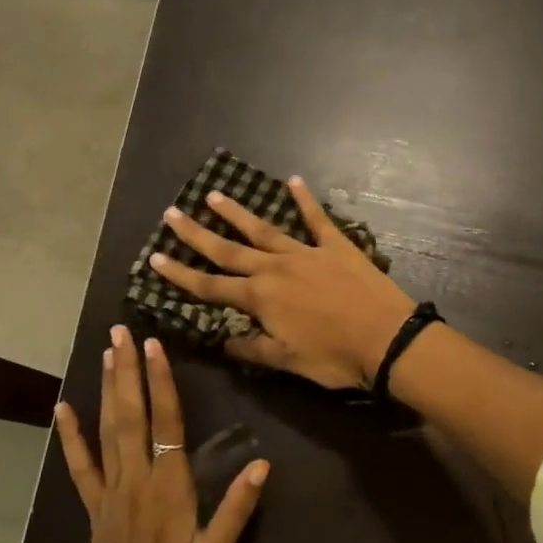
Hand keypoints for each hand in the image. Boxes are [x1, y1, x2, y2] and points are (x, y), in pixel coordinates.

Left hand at [54, 327, 268, 542]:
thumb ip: (236, 509)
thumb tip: (263, 465)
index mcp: (169, 487)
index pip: (166, 423)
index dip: (161, 383)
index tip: (155, 348)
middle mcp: (136, 480)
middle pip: (130, 415)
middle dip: (126, 371)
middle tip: (121, 333)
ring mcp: (110, 492)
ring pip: (106, 431)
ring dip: (106, 390)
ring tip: (105, 354)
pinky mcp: (93, 508)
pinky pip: (79, 466)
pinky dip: (71, 437)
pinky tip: (62, 409)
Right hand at [146, 177, 416, 388]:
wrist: (387, 339)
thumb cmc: (335, 357)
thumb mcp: (287, 361)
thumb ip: (252, 347)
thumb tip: (221, 340)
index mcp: (260, 298)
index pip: (209, 286)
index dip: (180, 274)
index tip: (154, 258)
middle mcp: (276, 268)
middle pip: (228, 250)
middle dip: (197, 234)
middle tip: (172, 214)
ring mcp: (306, 253)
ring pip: (264, 229)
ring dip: (238, 213)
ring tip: (214, 196)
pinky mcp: (336, 246)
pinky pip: (317, 219)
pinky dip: (305, 200)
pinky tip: (293, 181)